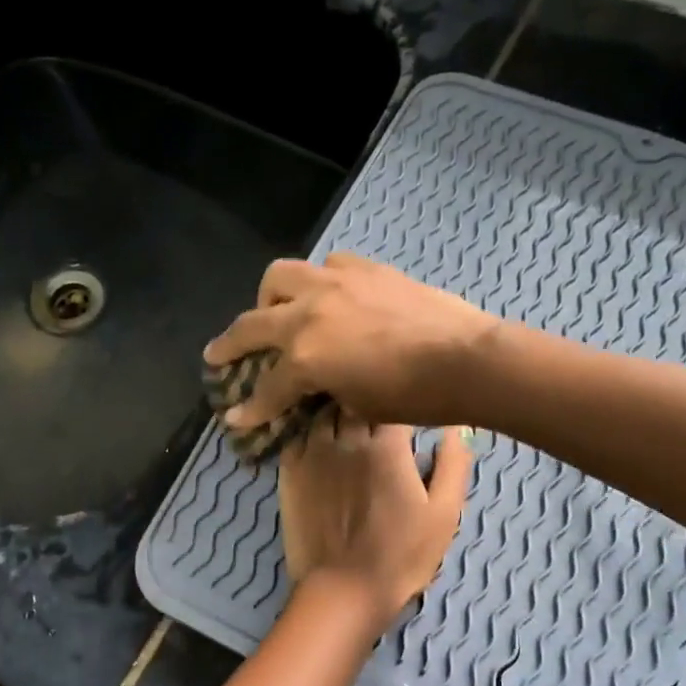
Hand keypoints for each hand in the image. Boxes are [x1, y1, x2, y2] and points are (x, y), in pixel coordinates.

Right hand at [204, 254, 499, 431]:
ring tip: (274, 313)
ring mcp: (336, 283)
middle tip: (217, 355)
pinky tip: (327, 297)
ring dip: (269, 298)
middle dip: (230, 344)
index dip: (250, 409)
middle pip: (253, 323)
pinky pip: (325, 265)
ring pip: (281, 276)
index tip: (236, 419)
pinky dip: (315, 282)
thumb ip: (325, 392)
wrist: (468, 358)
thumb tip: (314, 388)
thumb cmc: (416, 396)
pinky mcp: (365, 268)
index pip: (267, 387)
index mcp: (306, 356)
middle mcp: (309, 313)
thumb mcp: (359, 406)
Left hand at [278, 418, 473, 631]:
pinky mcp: (289, 473)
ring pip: (323, 413)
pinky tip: (318, 441)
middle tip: (374, 410)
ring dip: (335, 411)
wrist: (343, 590)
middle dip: (365, 399)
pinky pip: (297, 436)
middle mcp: (346, 440)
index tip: (406, 407)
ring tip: (345, 419)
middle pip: (354, 399)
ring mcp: (312, 454)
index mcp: (387, 446)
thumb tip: (455, 427)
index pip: (393, 399)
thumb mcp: (444, 514)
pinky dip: (308, 432)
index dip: (400, 399)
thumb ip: (453, 464)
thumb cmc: (401, 556)